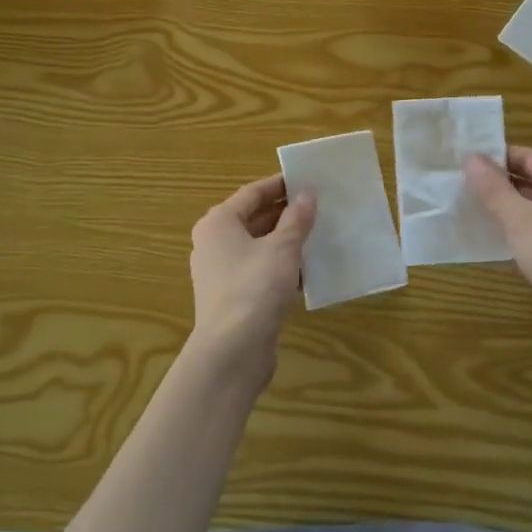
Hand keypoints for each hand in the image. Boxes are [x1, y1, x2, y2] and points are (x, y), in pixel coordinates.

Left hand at [187, 175, 316, 385]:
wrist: (232, 351)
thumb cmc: (255, 287)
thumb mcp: (283, 248)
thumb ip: (297, 219)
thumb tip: (307, 194)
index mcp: (218, 223)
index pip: (252, 193)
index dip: (280, 184)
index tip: (307, 180)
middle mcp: (213, 243)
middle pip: (253, 219)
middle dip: (285, 213)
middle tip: (318, 206)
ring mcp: (220, 272)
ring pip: (257, 246)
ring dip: (285, 241)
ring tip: (318, 235)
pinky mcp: (231, 297)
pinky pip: (258, 271)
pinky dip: (280, 266)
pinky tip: (307, 271)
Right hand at [465, 146, 531, 362]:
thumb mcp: (520, 219)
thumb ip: (494, 189)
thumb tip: (471, 158)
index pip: (529, 156)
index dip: (496, 157)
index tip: (462, 162)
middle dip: (498, 184)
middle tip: (459, 186)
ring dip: (505, 211)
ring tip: (468, 211)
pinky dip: (517, 234)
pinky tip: (491, 242)